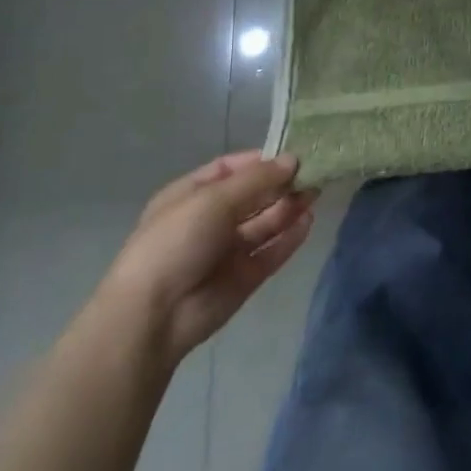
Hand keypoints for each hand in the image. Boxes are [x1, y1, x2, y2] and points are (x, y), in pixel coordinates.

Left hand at [99, 152, 316, 365]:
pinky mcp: (243, 277)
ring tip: (317, 192)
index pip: (231, 169)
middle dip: (281, 183)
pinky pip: (271, 252)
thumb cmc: (176, 242)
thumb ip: (258, 179)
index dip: (261, 160)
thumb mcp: (214, 199)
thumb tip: (293, 159)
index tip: (293, 154)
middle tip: (315, 172)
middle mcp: (210, 220)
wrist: (154, 316)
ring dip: (289, 207)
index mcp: (191, 196)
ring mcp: (227, 250)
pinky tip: (308, 222)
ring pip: (265, 223)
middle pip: (253, 195)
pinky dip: (290, 237)